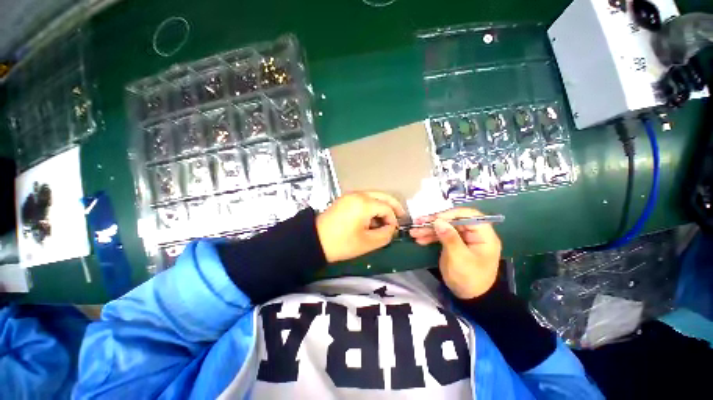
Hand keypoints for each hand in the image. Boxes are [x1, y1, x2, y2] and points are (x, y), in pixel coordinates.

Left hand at [316, 192, 405, 262]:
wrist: (315, 241)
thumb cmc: (342, 243)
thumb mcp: (367, 243)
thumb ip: (385, 235)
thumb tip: (391, 228)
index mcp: (364, 203)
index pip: (386, 208)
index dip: (393, 220)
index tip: (392, 231)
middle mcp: (358, 194)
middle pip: (382, 196)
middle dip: (393, 206)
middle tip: (401, 215)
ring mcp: (350, 195)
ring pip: (373, 196)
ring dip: (382, 205)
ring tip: (386, 219)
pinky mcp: (345, 199)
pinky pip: (364, 198)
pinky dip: (372, 205)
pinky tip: (372, 217)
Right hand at [410, 208, 501, 298]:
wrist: (469, 297)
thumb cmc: (469, 278)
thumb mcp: (459, 258)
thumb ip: (450, 238)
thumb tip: (438, 221)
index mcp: (483, 235)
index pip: (469, 215)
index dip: (451, 214)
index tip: (435, 219)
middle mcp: (473, 233)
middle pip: (453, 220)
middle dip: (434, 222)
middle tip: (418, 222)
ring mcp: (462, 238)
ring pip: (445, 227)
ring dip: (428, 229)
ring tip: (413, 232)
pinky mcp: (453, 243)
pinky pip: (441, 235)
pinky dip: (430, 236)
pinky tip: (419, 239)